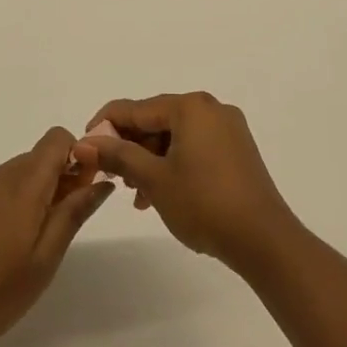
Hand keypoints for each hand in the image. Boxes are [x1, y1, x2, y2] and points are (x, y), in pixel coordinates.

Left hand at [0, 129, 112, 346]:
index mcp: (23, 183)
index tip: (82, 190)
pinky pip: (0, 186)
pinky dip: (14, 200)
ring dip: (37, 191)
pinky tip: (7, 241)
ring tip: (35, 239)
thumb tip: (101, 181)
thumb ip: (74, 213)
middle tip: (64, 223)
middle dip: (61, 178)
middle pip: (40, 156)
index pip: (57, 138)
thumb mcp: (46, 258)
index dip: (77, 156)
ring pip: (20, 172)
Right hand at [79, 93, 298, 274]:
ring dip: (150, 161)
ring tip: (135, 195)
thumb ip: (118, 155)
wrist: (263, 239)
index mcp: (190, 106)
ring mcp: (228, 129)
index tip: (83, 149)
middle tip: (111, 177)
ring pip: (174, 137)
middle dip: (130, 148)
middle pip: (156, 121)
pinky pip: (194, 147)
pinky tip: (160, 194)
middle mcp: (210, 109)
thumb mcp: (154, 179)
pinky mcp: (237, 150)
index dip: (104, 126)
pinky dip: (173, 165)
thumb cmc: (203, 203)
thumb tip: (84, 142)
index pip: (135, 108)